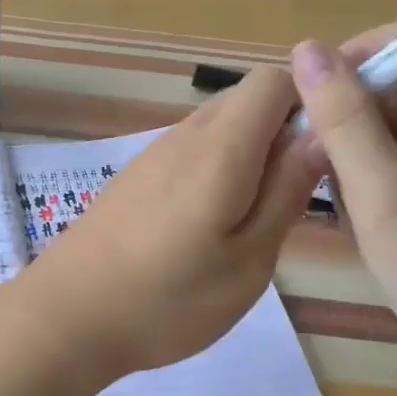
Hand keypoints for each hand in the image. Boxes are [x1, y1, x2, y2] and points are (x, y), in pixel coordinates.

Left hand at [11, 66, 321, 381]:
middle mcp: (185, 135)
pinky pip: (192, 150)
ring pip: (220, 126)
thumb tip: (321, 135)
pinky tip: (212, 224)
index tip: (329, 149)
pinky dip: (218, 168)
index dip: (312, 101)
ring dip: (250, 154)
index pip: (276, 79)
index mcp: (220, 147)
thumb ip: (286, 192)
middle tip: (297, 193)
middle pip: (248, 98)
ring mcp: (155, 153)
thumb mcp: (248, 260)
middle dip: (284, 131)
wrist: (67, 316)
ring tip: (256, 217)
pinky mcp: (137, 175)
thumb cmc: (167, 300)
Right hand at [290, 28, 396, 395]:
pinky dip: (370, 173)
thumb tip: (306, 47)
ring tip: (334, 189)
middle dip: (352, 107)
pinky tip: (354, 211)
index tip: (316, 89)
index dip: (365, 51)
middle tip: (314, 150)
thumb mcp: (379, 188)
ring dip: (355, 145)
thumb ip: (343, 115)